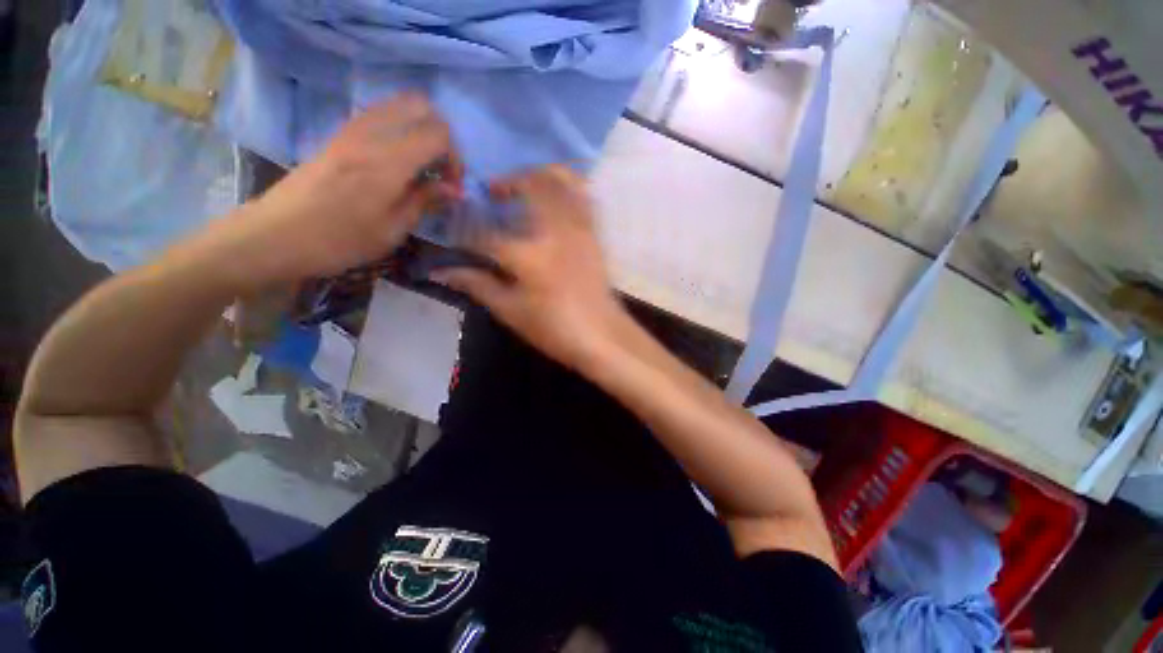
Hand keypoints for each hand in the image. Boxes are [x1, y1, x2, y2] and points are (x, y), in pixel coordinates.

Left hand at [211, 94, 456, 286]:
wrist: (276, 235)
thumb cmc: (340, 241)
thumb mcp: (393, 230)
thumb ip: (425, 201)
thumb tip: (455, 189)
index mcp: (388, 162)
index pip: (438, 133)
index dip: (455, 157)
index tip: (451, 186)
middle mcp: (370, 135)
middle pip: (419, 106)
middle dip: (440, 135)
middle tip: (440, 168)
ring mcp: (351, 130)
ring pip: (397, 106)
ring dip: (418, 130)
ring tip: (420, 165)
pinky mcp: (338, 136)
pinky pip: (378, 116)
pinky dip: (398, 130)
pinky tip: (397, 162)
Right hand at [433, 165, 629, 370]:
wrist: (602, 335)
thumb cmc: (554, 329)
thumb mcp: (511, 311)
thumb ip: (478, 285)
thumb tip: (443, 271)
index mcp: (529, 255)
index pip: (486, 235)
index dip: (466, 234)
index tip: (456, 235)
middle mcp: (555, 231)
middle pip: (530, 185)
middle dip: (507, 182)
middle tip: (492, 193)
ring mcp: (579, 229)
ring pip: (561, 181)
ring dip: (538, 175)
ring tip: (523, 187)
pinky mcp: (594, 234)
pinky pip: (582, 196)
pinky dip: (566, 186)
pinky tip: (555, 197)